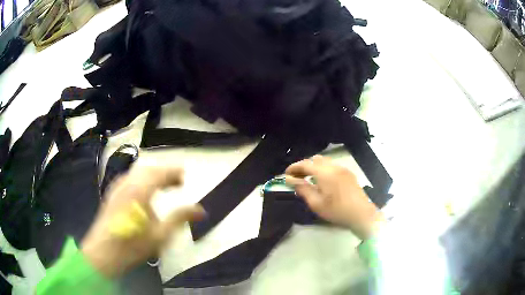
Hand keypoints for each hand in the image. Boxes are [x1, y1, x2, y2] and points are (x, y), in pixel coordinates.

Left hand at [81, 164, 204, 278]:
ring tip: (163, 186)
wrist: (103, 253)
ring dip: (152, 175)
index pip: (159, 173)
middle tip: (177, 182)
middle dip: (164, 172)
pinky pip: (129, 180)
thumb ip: (180, 218)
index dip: (173, 172)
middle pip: (148, 169)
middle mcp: (127, 184)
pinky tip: (143, 193)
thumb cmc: (133, 245)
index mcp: (139, 190)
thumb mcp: (160, 235)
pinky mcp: (112, 195)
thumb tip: (201, 210)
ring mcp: (117, 188)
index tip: (185, 176)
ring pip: (137, 173)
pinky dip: (141, 180)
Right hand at [285, 155, 384, 239]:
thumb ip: (303, 189)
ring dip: (313, 167)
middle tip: (296, 178)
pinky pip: (332, 166)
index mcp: (325, 173)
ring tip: (308, 179)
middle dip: (303, 166)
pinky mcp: (348, 174)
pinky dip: (323, 170)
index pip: (305, 164)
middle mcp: (334, 167)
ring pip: (324, 162)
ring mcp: (343, 169)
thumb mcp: (316, 203)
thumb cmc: (337, 211)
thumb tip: (291, 180)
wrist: (361, 214)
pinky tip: (322, 182)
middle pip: (315, 160)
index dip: (294, 167)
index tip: (285, 175)